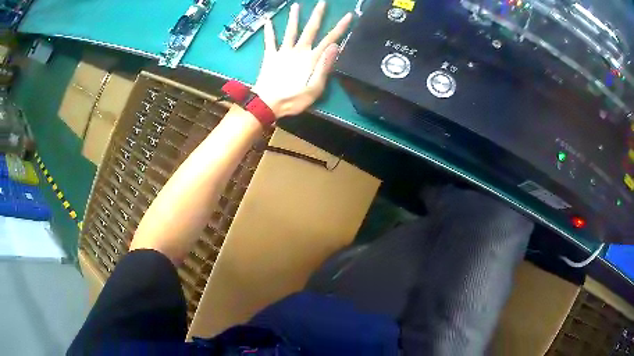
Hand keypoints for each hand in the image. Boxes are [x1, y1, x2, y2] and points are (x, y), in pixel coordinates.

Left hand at [252, 1, 352, 118]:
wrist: (267, 103)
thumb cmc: (293, 99)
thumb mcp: (315, 88)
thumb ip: (325, 66)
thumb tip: (335, 46)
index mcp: (312, 58)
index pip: (329, 39)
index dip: (340, 27)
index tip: (348, 15)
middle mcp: (299, 51)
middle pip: (310, 29)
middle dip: (317, 15)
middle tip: (322, 2)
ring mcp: (283, 52)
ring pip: (290, 31)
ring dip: (294, 18)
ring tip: (295, 5)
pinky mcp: (270, 56)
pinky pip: (269, 41)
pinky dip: (268, 31)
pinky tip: (267, 20)